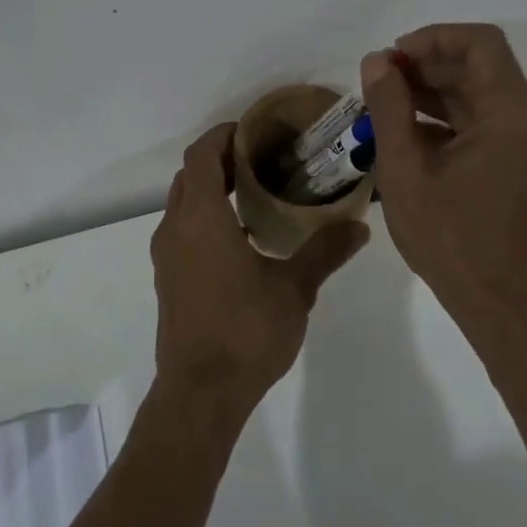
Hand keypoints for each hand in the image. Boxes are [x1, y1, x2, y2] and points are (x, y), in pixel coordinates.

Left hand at [150, 122, 368, 413]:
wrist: (199, 394)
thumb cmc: (245, 333)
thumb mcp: (294, 289)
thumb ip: (325, 251)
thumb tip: (359, 225)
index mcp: (201, 218)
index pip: (202, 154)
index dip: (224, 135)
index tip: (256, 131)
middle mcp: (176, 228)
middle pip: (191, 174)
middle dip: (222, 159)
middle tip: (264, 159)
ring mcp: (167, 255)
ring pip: (183, 202)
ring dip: (212, 188)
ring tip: (257, 192)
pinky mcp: (168, 277)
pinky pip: (182, 228)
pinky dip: (205, 215)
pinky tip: (241, 237)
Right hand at [360, 24, 526, 322]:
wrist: (500, 304)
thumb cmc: (449, 238)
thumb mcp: (405, 170)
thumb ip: (389, 107)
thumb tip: (376, 61)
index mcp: (513, 116)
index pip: (481, 44)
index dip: (434, 38)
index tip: (393, 56)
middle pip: (482, 69)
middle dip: (428, 66)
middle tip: (380, 81)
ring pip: (483, 96)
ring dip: (436, 93)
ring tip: (387, 104)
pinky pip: (488, 125)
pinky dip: (451, 121)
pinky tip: (410, 134)